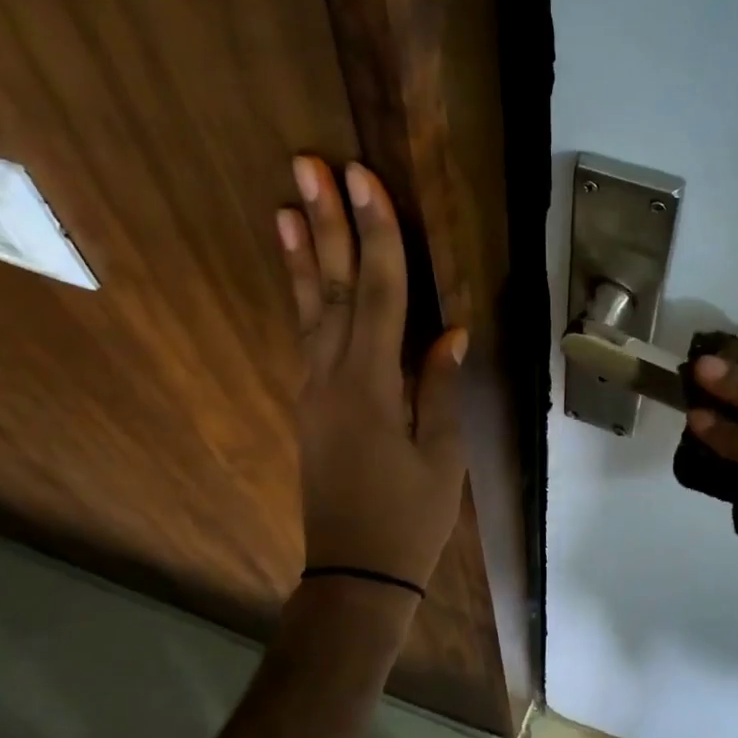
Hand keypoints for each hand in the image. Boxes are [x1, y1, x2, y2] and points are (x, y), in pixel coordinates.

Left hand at [277, 156, 467, 590]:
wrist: (356, 572)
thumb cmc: (410, 517)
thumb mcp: (442, 454)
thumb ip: (439, 386)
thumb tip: (451, 331)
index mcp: (372, 385)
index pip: (379, 293)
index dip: (376, 233)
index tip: (364, 178)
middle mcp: (333, 376)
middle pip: (335, 287)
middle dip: (326, 223)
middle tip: (309, 164)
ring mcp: (314, 389)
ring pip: (310, 308)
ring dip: (303, 252)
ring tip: (286, 202)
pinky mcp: (311, 404)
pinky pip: (306, 336)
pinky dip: (303, 297)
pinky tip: (302, 273)